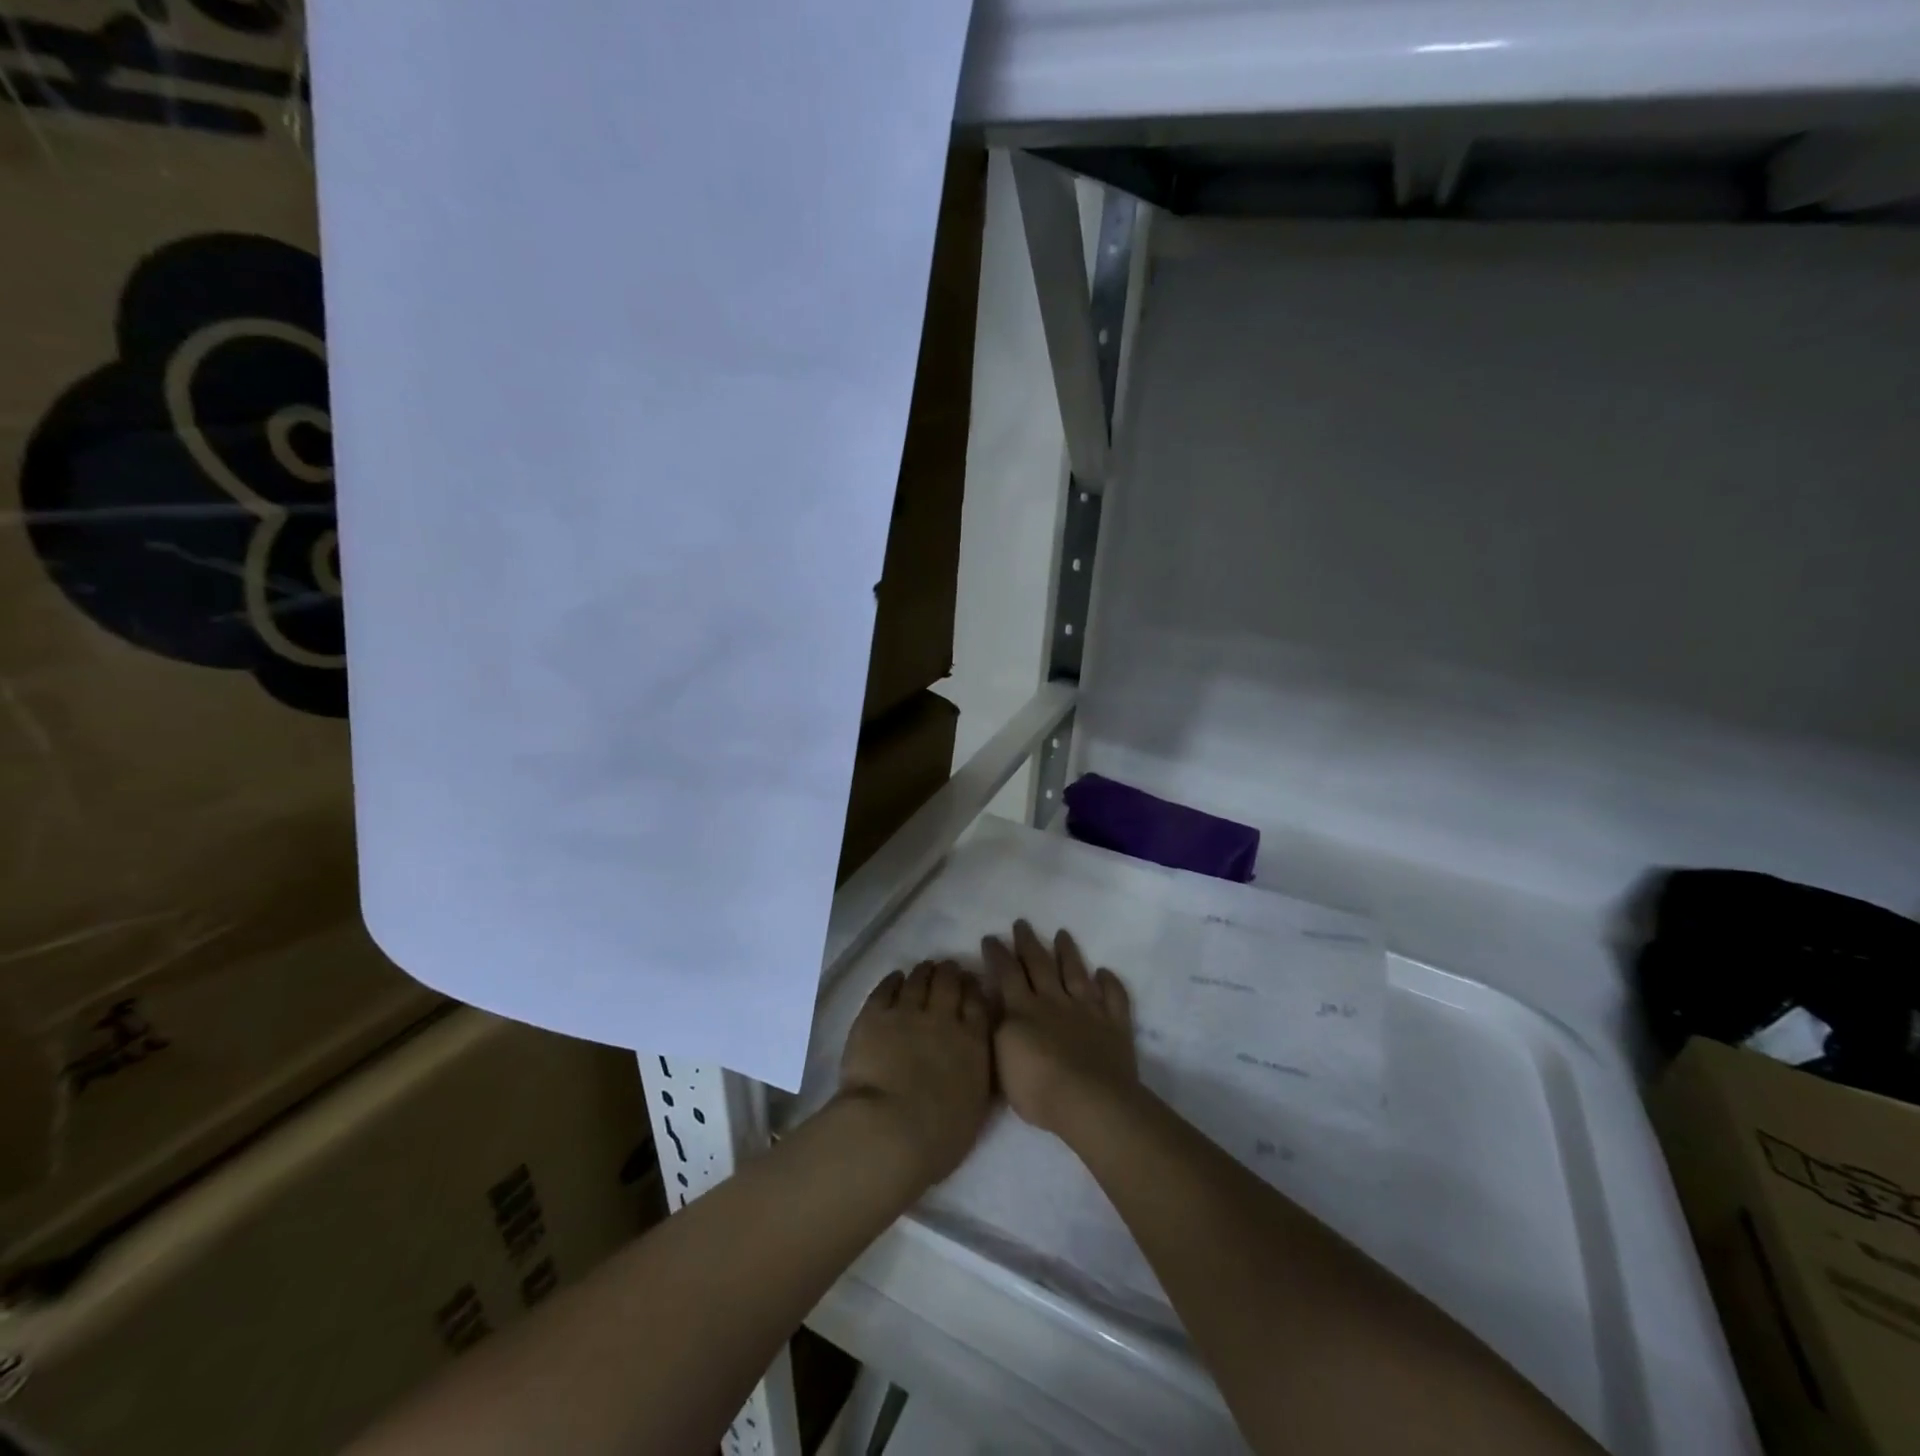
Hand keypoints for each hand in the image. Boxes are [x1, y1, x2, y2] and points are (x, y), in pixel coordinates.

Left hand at [837, 959, 993, 1188]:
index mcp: (972, 1043)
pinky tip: (895, 978)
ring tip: (924, 969)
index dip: (974, 988)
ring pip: (918, 981)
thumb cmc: (938, 1136)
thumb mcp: (975, 1108)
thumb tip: (973, 1060)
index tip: (971, 982)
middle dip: (950, 972)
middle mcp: (942, 1019)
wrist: (889, 1130)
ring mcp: (906, 1013)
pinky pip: (885, 989)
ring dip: (923, 972)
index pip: (977, 1004)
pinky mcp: (873, 1016)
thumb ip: (976, 1075)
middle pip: (948, 983)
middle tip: (948, 968)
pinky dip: (892, 980)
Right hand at [985, 921, 1138, 1140]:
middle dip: (1028, 943)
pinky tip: (1105, 973)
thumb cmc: (1038, 1089)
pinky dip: (1110, 983)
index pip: (1007, 974)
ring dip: (1068, 952)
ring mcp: (1087, 1011)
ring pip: (1076, 973)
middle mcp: (1054, 1001)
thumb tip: (993, 1002)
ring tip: (1062, 934)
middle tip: (1022, 923)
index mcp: (1023, 1010)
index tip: (991, 937)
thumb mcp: (1000, 1061)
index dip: (997, 954)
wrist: (1090, 1102)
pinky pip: (1113, 997)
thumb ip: (996, 1027)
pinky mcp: (1114, 1025)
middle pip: (1040, 964)